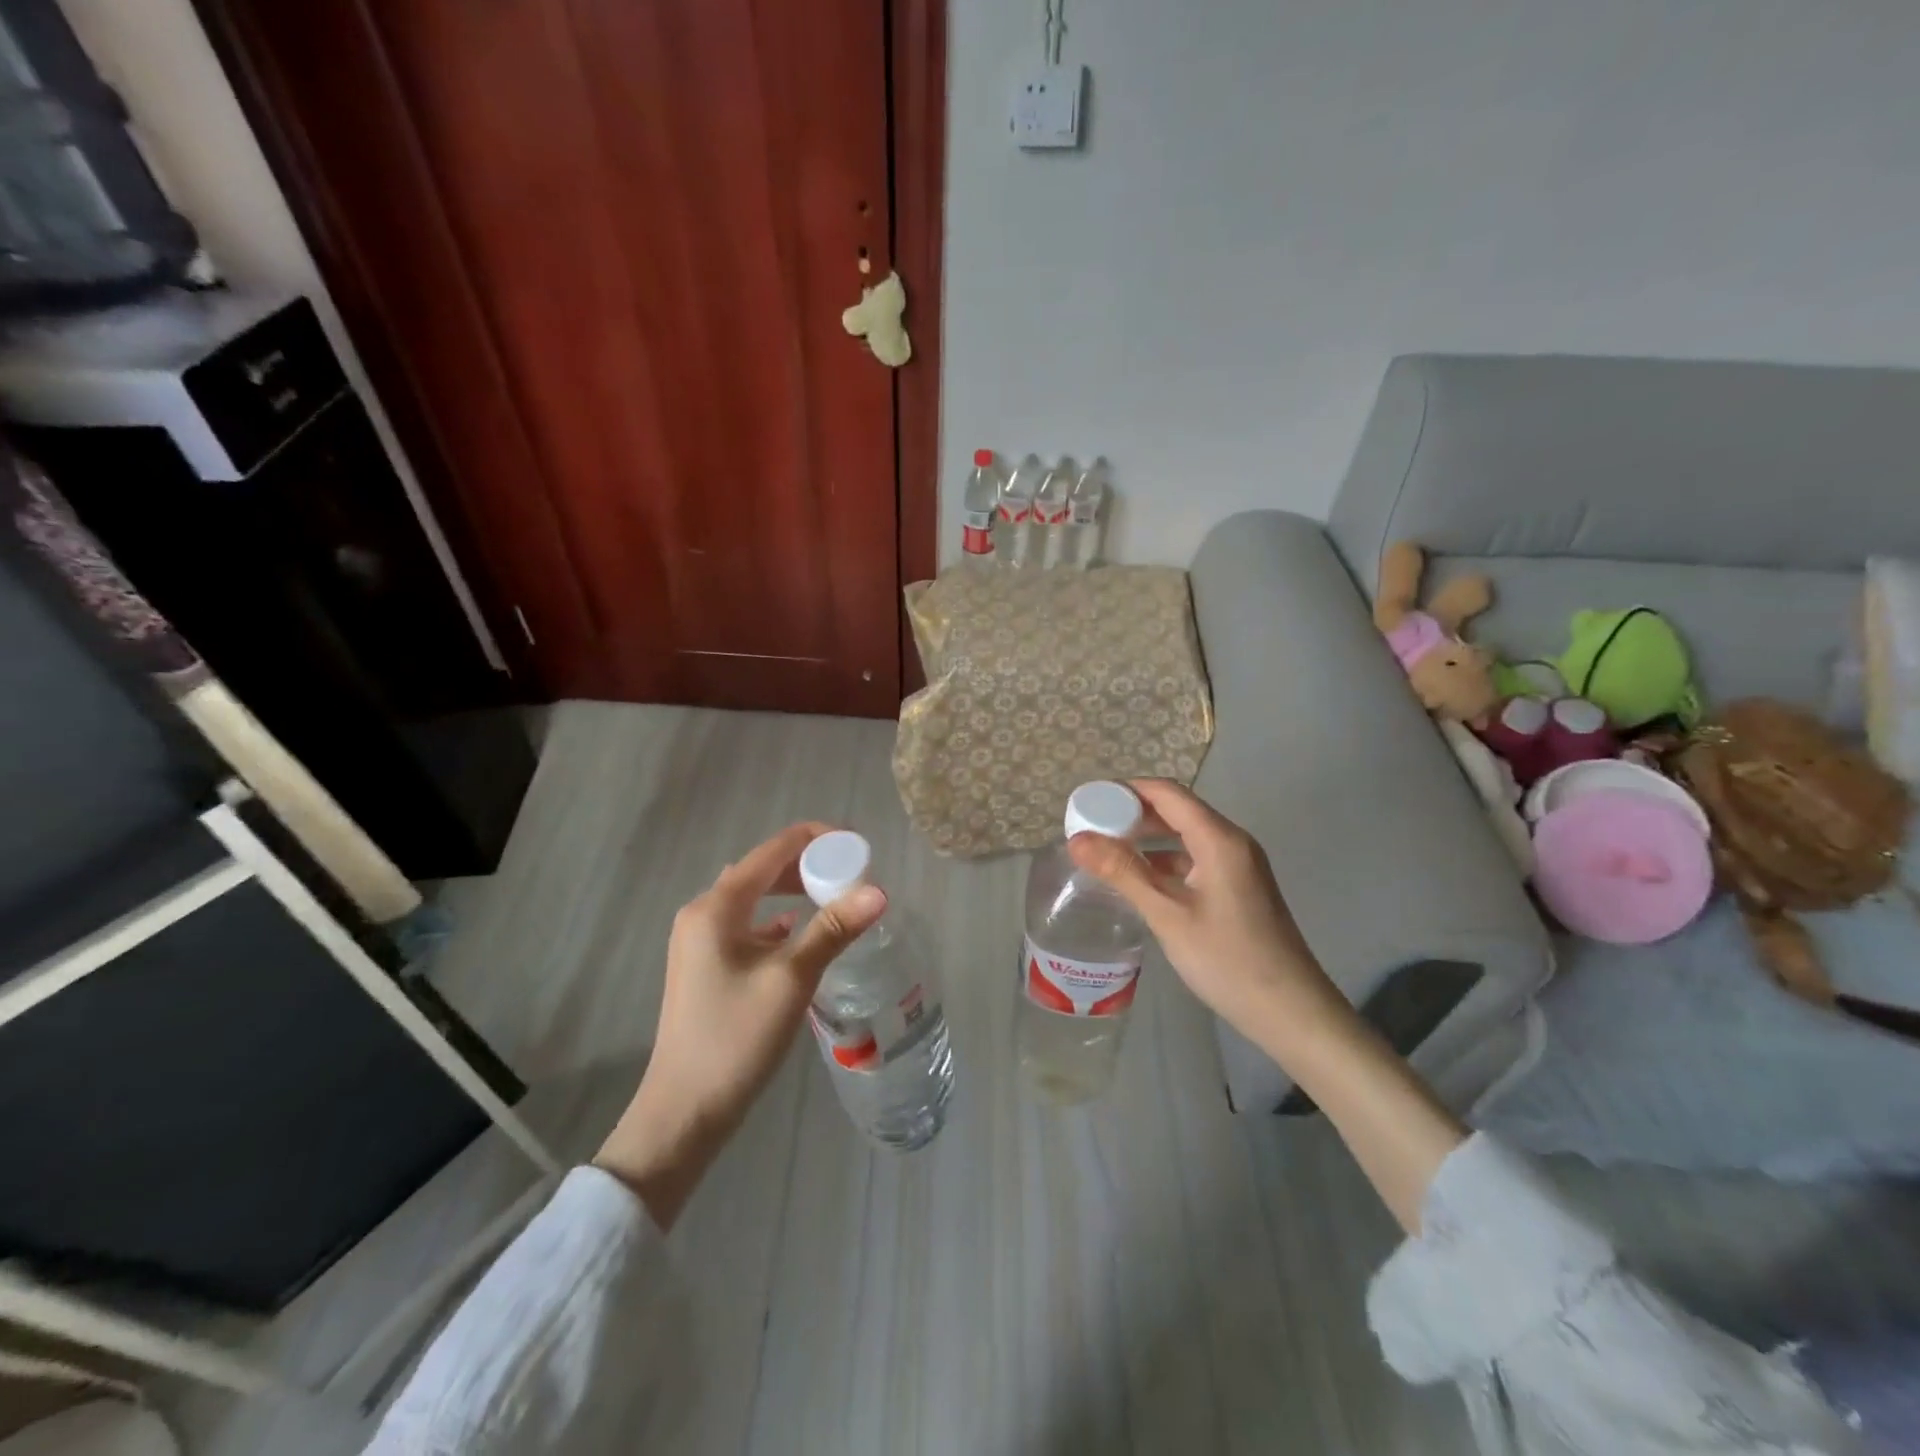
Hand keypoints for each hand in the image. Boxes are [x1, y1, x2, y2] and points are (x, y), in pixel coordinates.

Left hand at [595, 822, 885, 1228]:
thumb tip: (879, 891)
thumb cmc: (735, 1038)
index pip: (773, 850)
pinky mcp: (706, 966)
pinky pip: (748, 926)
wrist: (683, 1112)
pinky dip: (778, 921)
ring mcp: (701, 941)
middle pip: (762, 870)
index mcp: (717, 907)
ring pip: (755, 899)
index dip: (816, 839)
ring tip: (834, 897)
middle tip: (852, 872)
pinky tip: (801, 934)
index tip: (858, 845)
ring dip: (794, 892)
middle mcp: (703, 914)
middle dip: (808, 865)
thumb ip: (833, 929)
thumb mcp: (791, 979)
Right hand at [1067, 779, 1342, 1053]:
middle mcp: (1232, 842)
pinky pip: (1195, 859)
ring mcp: (1239, 866)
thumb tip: (1077, 839)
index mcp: (1219, 839)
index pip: (1167, 793)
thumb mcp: (1168, 914)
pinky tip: (1140, 879)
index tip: (1088, 801)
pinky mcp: (1239, 888)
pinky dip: (1165, 861)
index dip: (1126, 791)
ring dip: (1148, 838)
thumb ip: (1122, 872)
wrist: (1290, 1012)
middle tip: (1090, 827)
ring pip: (1186, 836)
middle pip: (1177, 810)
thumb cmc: (1227, 960)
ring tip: (1107, 850)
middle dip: (1133, 813)